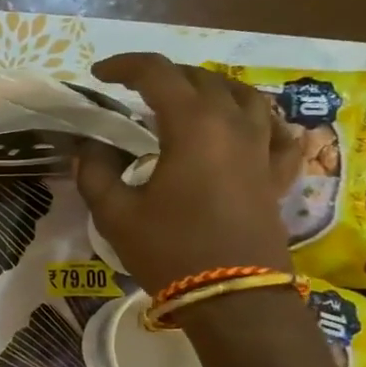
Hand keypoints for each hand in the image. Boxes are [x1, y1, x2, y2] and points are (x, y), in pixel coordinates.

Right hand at [77, 54, 302, 294]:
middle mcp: (234, 124)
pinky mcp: (277, 175)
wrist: (234, 300)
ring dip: (211, 88)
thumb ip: (95, 173)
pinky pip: (277, 132)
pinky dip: (260, 121)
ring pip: (244, 95)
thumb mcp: (116, 214)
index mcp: (192, 125)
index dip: (124, 66)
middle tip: (134, 91)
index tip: (99, 76)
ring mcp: (262, 148)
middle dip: (164, 75)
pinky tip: (249, 128)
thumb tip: (88, 149)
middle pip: (201, 78)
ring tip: (188, 100)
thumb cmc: (171, 251)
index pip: (157, 73)